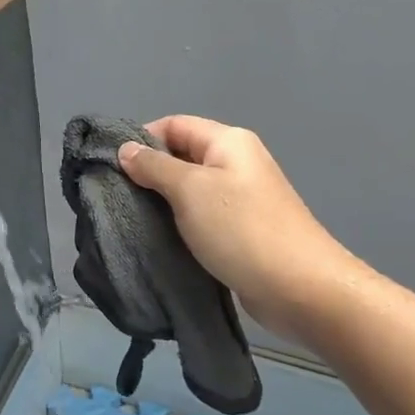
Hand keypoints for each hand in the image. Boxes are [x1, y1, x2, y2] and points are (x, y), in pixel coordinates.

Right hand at [118, 116, 362, 340]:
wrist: (302, 288)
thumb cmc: (242, 229)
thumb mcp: (190, 190)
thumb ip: (154, 167)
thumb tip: (126, 149)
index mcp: (228, 141)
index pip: (174, 125)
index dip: (141, 139)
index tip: (112, 167)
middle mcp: (236, 162)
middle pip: (181, 156)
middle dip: (148, 173)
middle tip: (116, 197)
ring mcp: (241, 198)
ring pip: (189, 190)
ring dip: (162, 202)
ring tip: (132, 219)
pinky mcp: (241, 230)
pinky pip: (201, 217)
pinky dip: (180, 224)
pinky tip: (159, 239)